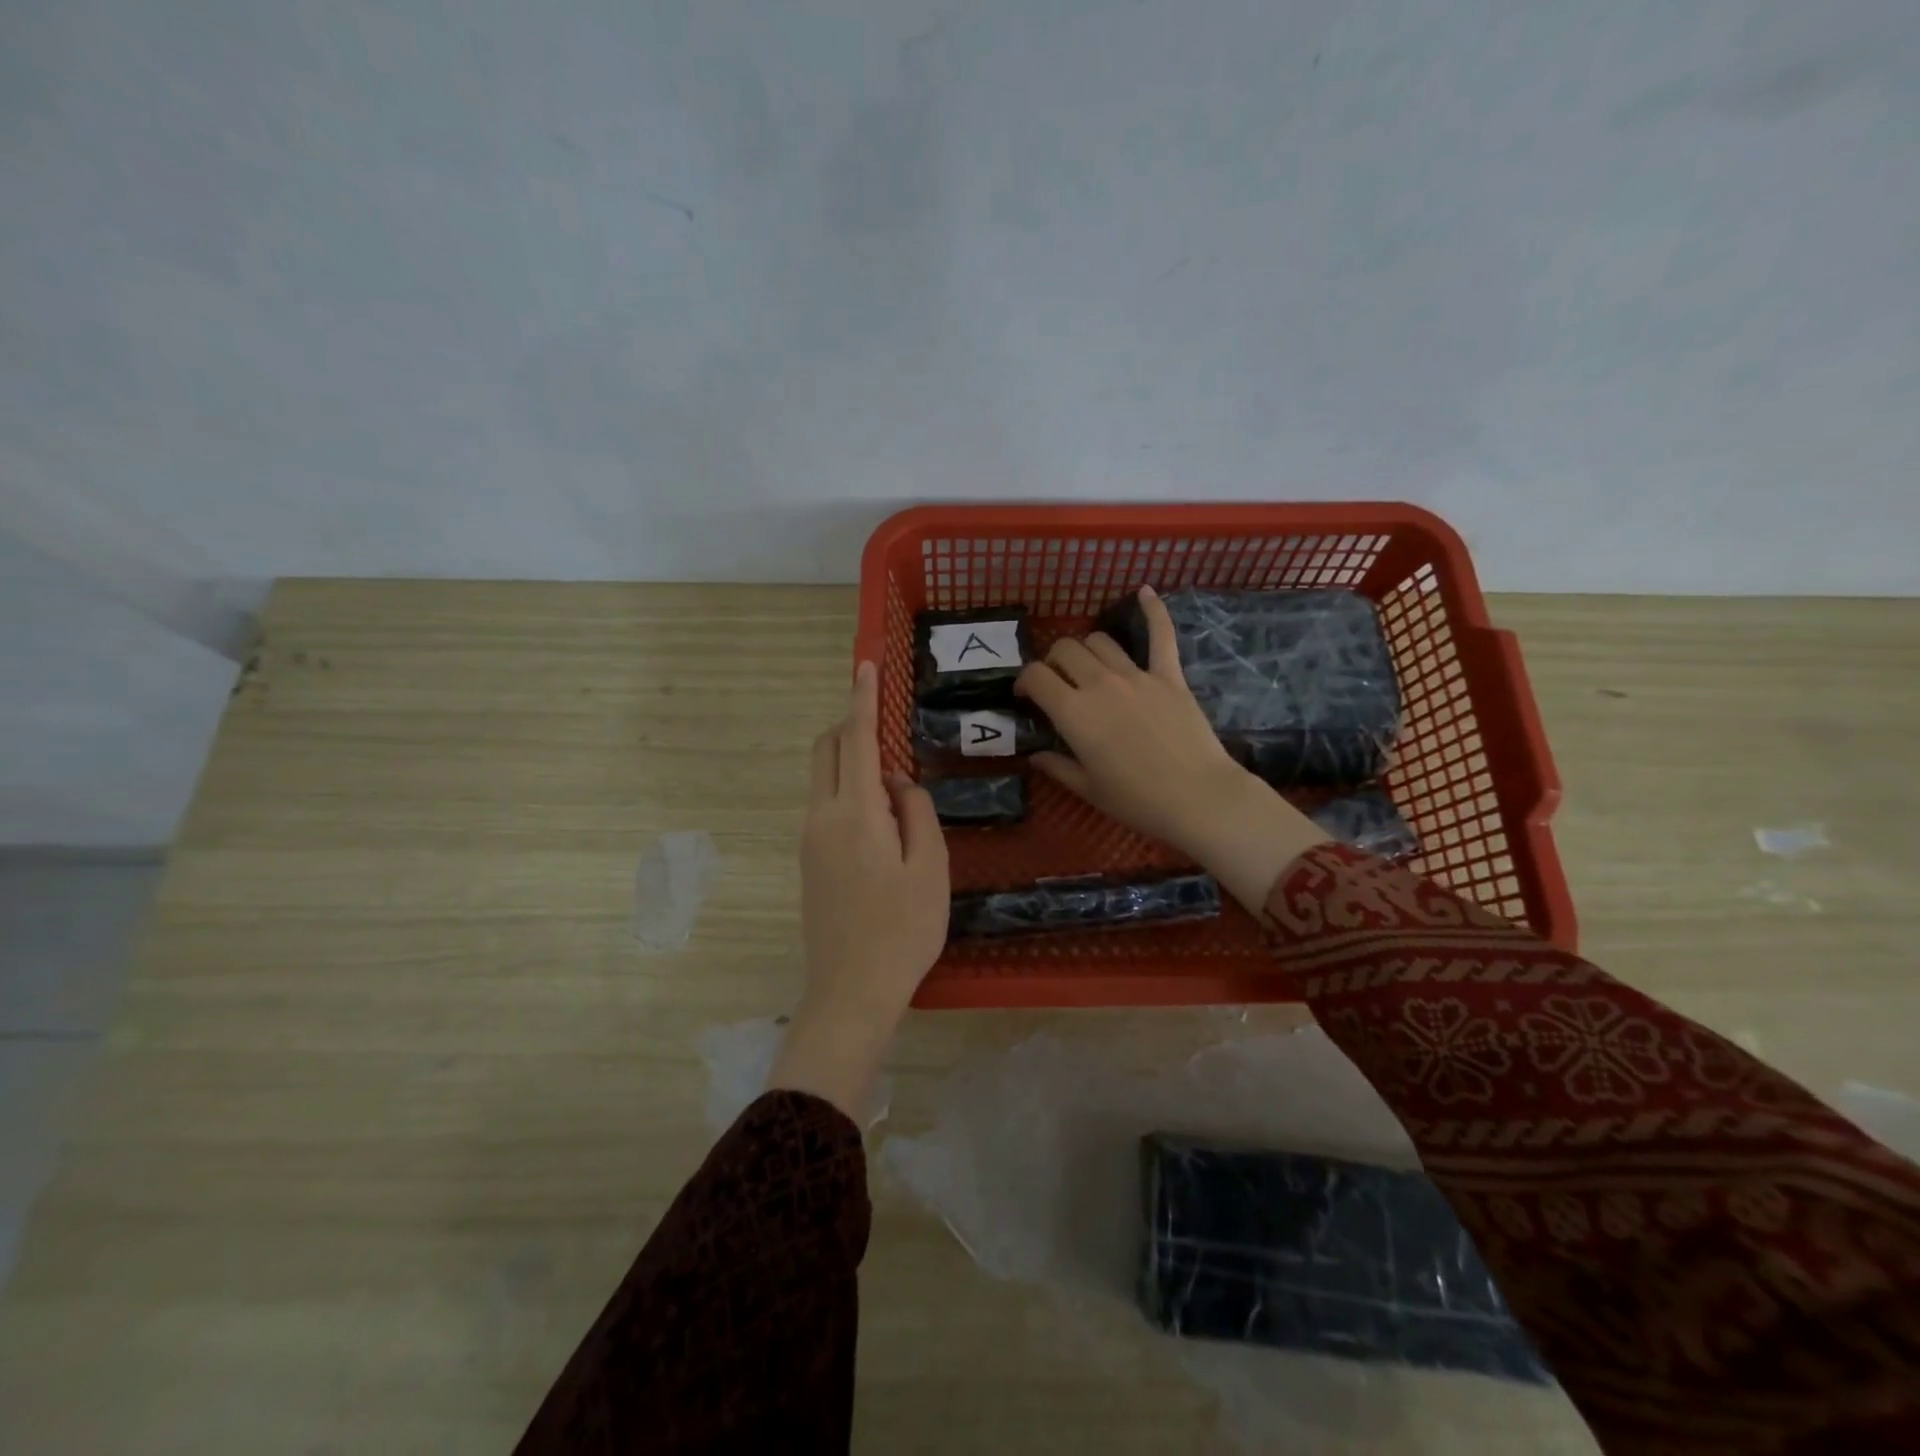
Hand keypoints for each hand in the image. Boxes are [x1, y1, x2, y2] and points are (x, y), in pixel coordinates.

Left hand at [771, 662, 947, 1119]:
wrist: (850, 992)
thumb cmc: (903, 930)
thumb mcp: (930, 867)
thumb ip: (916, 811)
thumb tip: (896, 782)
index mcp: (855, 813)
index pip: (854, 739)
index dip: (861, 699)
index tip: (864, 665)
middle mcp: (821, 817)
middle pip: (825, 750)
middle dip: (849, 724)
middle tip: (886, 727)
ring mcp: (809, 839)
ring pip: (822, 777)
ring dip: (850, 761)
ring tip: (896, 789)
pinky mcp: (808, 860)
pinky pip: (825, 805)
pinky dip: (848, 791)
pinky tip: (882, 822)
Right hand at [1015, 587, 1326, 911]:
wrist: (1198, 798)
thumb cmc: (1137, 801)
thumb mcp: (1088, 790)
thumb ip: (1058, 767)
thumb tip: (1035, 756)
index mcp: (1074, 713)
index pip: (1036, 675)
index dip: (1025, 681)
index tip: (1028, 695)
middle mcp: (1100, 684)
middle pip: (1066, 649)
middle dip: (1054, 661)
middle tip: (1059, 682)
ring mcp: (1137, 675)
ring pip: (1100, 640)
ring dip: (1087, 648)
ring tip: (1089, 665)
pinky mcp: (1169, 675)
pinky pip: (1160, 635)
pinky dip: (1153, 610)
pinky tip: (1144, 591)